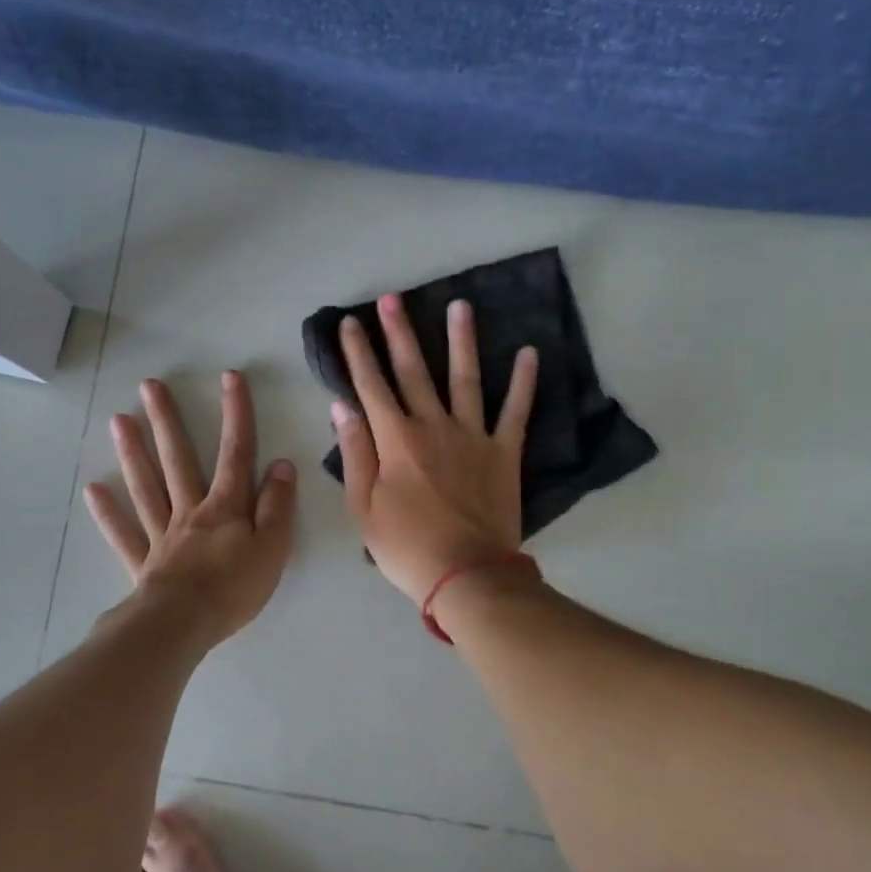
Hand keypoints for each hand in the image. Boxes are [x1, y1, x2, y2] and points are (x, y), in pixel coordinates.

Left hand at [85, 372, 296, 645]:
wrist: (184, 625)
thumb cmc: (234, 588)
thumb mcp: (273, 547)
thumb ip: (277, 506)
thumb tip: (281, 464)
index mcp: (225, 507)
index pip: (236, 453)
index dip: (235, 414)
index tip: (229, 377)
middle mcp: (190, 511)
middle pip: (178, 460)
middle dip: (167, 421)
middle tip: (149, 386)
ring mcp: (162, 535)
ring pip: (146, 487)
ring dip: (133, 453)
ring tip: (118, 420)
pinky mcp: (143, 562)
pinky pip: (124, 533)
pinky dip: (108, 512)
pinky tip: (93, 489)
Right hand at [332, 294, 536, 603]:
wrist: (466, 574)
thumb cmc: (406, 546)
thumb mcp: (363, 507)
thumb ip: (354, 452)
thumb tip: (342, 406)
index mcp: (395, 439)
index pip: (370, 386)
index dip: (357, 353)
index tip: (349, 323)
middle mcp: (433, 426)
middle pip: (413, 371)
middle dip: (399, 332)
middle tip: (392, 297)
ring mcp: (473, 436)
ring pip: (465, 378)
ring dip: (461, 340)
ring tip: (460, 305)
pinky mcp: (504, 452)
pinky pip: (516, 411)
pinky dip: (523, 382)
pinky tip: (528, 352)